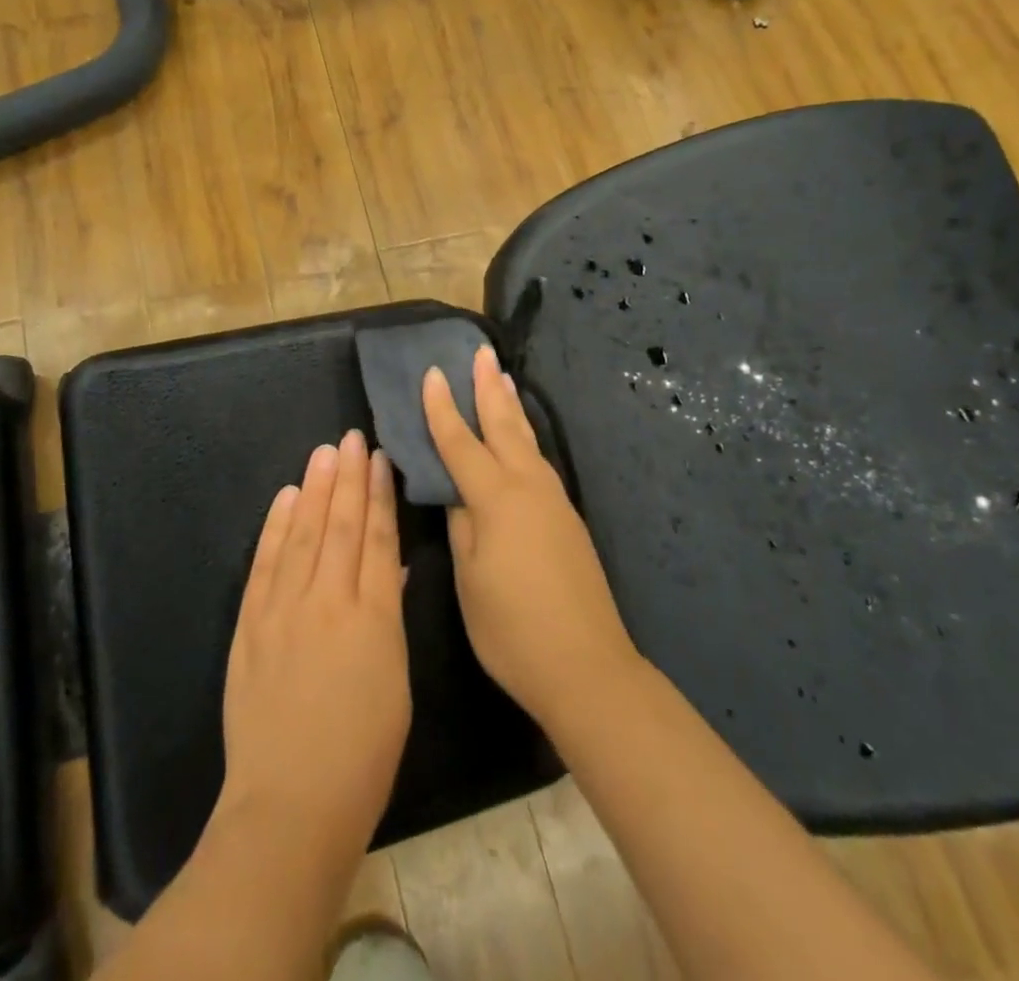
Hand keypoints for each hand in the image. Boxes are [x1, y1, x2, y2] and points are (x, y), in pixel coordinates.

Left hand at [217, 431, 411, 862]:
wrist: (290, 805)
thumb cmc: (363, 754)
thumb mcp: (395, 683)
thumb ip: (389, 618)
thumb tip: (389, 569)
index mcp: (373, 618)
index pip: (376, 539)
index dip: (378, 495)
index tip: (379, 459)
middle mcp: (328, 601)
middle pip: (339, 525)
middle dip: (347, 478)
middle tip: (351, 438)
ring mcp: (283, 610)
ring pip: (302, 533)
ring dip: (313, 489)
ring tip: (323, 452)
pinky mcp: (250, 626)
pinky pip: (265, 563)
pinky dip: (275, 526)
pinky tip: (285, 498)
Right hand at [424, 346, 641, 730]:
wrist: (586, 665)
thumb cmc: (512, 628)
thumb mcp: (469, 578)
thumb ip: (461, 524)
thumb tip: (454, 489)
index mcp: (496, 498)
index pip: (460, 442)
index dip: (442, 409)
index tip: (432, 374)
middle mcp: (528, 487)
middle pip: (504, 426)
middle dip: (488, 388)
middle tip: (480, 352)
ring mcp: (554, 500)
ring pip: (527, 440)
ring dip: (511, 407)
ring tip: (503, 379)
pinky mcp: (568, 517)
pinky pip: (539, 461)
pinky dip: (525, 437)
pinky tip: (522, 438)